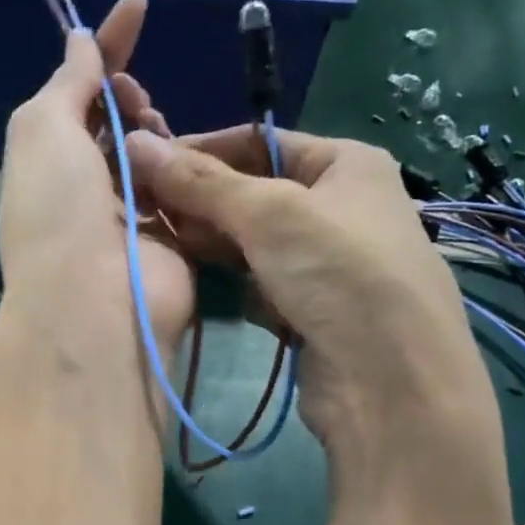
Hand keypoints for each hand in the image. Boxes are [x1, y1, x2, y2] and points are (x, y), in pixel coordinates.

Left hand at [0, 0, 194, 353]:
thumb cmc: (59, 211)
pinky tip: (191, 165)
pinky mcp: (172, 241)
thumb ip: (67, 81)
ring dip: (157, 132)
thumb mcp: (44, 130)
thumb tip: (80, 43)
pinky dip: (188, 171)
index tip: (138, 6)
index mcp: (45, 164)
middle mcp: (83, 190)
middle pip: (115, 123)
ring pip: (153, 153)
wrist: (96, 304)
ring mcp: (128, 217)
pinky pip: (184, 190)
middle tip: (136, 100)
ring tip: (157, 136)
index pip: (75, 93)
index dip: (104, 49)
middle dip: (128, 96)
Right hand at [123, 125, 500, 478]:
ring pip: (250, 242)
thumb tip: (135, 142)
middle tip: (140, 208)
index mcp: (344, 163)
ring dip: (207, 241)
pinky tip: (189, 277)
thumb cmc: (338, 272)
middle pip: (251, 193)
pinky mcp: (308, 310)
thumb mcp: (269, 213)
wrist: (390, 382)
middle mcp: (337, 207)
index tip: (142, 163)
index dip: (199, 150)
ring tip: (154, 240)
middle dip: (198, 200)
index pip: (258, 143)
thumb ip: (201, 181)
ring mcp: (323, 263)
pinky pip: (256, 282)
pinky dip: (226, 280)